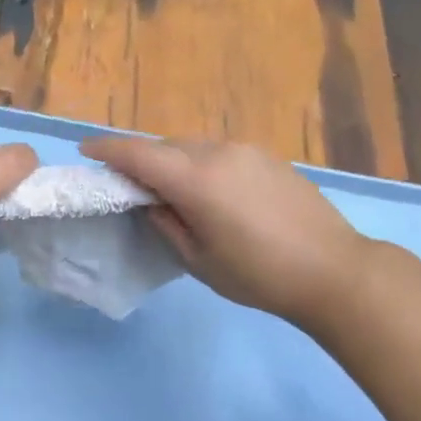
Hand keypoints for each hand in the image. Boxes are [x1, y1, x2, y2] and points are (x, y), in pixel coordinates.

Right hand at [80, 135, 371, 325]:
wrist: (334, 271)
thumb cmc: (259, 274)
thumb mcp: (199, 260)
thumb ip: (166, 224)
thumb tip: (151, 202)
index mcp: (196, 179)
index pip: (139, 154)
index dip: (108, 149)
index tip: (86, 150)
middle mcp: (218, 153)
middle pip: (166, 146)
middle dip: (141, 158)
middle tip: (129, 183)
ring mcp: (247, 150)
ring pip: (193, 146)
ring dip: (173, 161)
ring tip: (171, 190)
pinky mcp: (268, 157)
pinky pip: (219, 152)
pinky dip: (200, 163)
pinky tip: (210, 191)